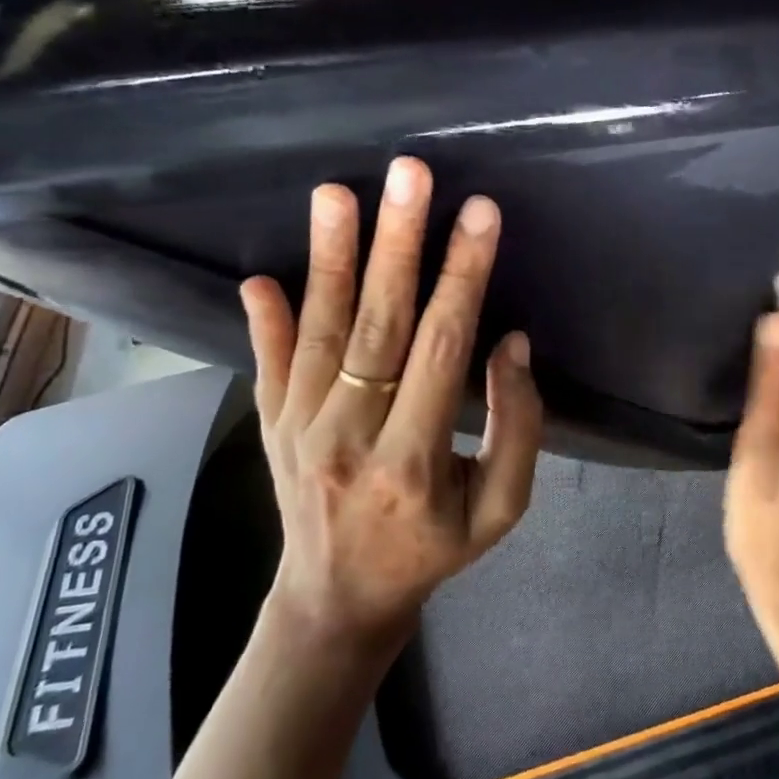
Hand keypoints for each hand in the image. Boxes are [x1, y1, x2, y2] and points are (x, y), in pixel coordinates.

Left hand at [240, 157, 542, 650]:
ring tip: (336, 194)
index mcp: (413, 461)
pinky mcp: (270, 426)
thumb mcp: (501, 510)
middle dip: (397, 244)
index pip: (442, 349)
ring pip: (320, 332)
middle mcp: (349, 437)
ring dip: (330, 258)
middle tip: (409, 175)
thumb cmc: (432, 550)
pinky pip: (268, 364)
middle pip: (378, 325)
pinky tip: (261, 277)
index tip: (480, 214)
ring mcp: (298, 429)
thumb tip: (511, 343)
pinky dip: (266, 320)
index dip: (463, 276)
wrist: (336, 603)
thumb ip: (517, 428)